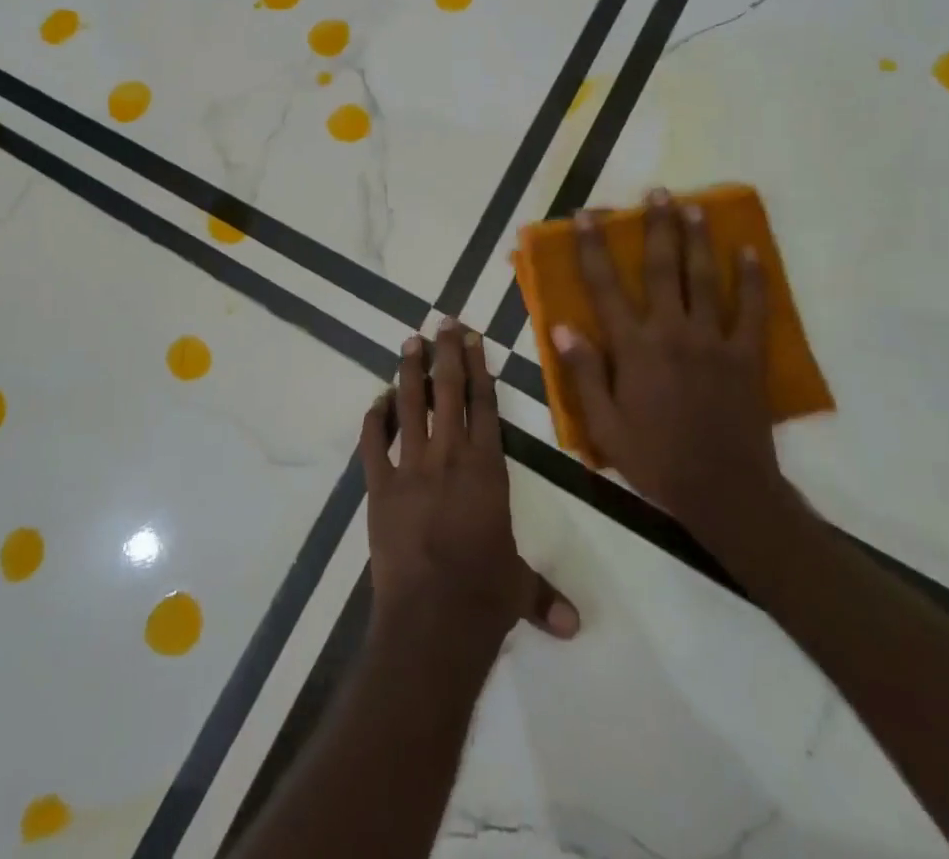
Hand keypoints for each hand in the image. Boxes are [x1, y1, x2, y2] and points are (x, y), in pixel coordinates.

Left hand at [361, 321, 579, 655]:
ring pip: (409, 406)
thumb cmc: (484, 596)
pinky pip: (373, 444)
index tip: (472, 338)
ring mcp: (410, 468)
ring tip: (409, 342)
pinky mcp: (379, 487)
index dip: (479, 368)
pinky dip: (373, 420)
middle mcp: (449, 456)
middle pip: (448, 392)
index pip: (484, 405)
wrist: (433, 617)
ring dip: (409, 373)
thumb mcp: (518, 588)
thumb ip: (543, 596)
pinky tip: (375, 401)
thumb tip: (575, 626)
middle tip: (442, 322)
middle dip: (446, 354)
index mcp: (487, 468)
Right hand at [550, 191, 795, 543]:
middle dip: (655, 227)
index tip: (586, 216)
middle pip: (661, 269)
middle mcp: (671, 333)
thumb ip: (584, 373)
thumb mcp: (605, 425)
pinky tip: (750, 253)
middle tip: (655, 192)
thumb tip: (562, 327)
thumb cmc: (655, 459)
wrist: (725, 491)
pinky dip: (752, 280)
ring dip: (697, 239)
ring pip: (704, 279)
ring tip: (692, 206)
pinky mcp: (746, 356)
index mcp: (633, 348)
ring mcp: (713, 341)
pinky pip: (753, 311)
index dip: (593, 247)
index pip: (605, 287)